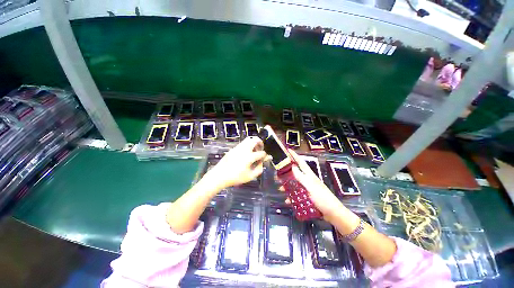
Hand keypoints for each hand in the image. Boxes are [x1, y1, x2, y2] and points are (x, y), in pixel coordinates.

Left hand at [204, 136, 265, 189]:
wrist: (220, 175)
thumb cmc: (236, 177)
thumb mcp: (250, 176)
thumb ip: (259, 169)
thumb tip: (262, 162)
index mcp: (249, 157)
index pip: (261, 153)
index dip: (265, 155)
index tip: (264, 158)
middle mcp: (244, 149)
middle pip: (254, 139)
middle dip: (260, 142)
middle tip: (261, 148)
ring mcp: (238, 148)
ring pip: (248, 139)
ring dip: (253, 143)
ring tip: (254, 150)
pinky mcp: (233, 148)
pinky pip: (243, 143)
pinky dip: (247, 145)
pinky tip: (246, 153)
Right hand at [280, 150, 344, 221]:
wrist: (332, 213)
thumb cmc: (322, 198)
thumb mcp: (311, 186)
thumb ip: (301, 177)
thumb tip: (293, 167)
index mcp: (309, 175)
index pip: (300, 162)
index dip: (294, 156)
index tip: (288, 150)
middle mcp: (307, 180)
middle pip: (295, 173)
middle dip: (286, 173)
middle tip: (278, 174)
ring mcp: (307, 188)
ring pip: (294, 184)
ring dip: (287, 186)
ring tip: (280, 189)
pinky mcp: (307, 196)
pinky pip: (297, 194)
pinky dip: (292, 197)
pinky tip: (288, 201)